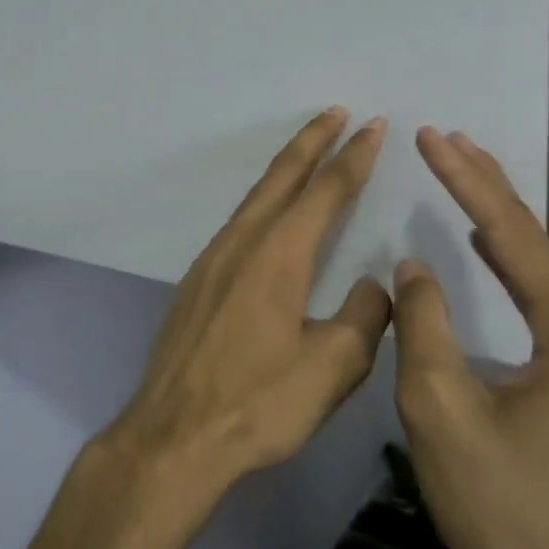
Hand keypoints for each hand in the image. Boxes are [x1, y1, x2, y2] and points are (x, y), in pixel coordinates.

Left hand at [106, 108, 392, 490]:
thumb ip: (362, 318)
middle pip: (282, 177)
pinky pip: (238, 222)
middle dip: (313, 141)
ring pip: (255, 198)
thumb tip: (372, 285)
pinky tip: (270, 215)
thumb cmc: (257, 404)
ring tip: (309, 152)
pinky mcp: (197, 280)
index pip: (325, 191)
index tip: (374, 127)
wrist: (174, 435)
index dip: (353, 158)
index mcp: (278, 255)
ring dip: (285, 169)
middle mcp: (242, 243)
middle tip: (339, 113)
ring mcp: (212, 259)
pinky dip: (264, 201)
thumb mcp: (331, 368)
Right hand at [391, 127, 548, 548]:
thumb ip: (423, 324)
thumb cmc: (500, 509)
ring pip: (542, 268)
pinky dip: (510, 260)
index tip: (432, 136)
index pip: (514, 237)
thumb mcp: (440, 411)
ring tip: (463, 173)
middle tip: (446, 139)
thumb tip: (414, 266)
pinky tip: (490, 245)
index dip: (468, 183)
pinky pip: (544, 299)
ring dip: (498, 219)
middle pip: (537, 242)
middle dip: (487, 187)